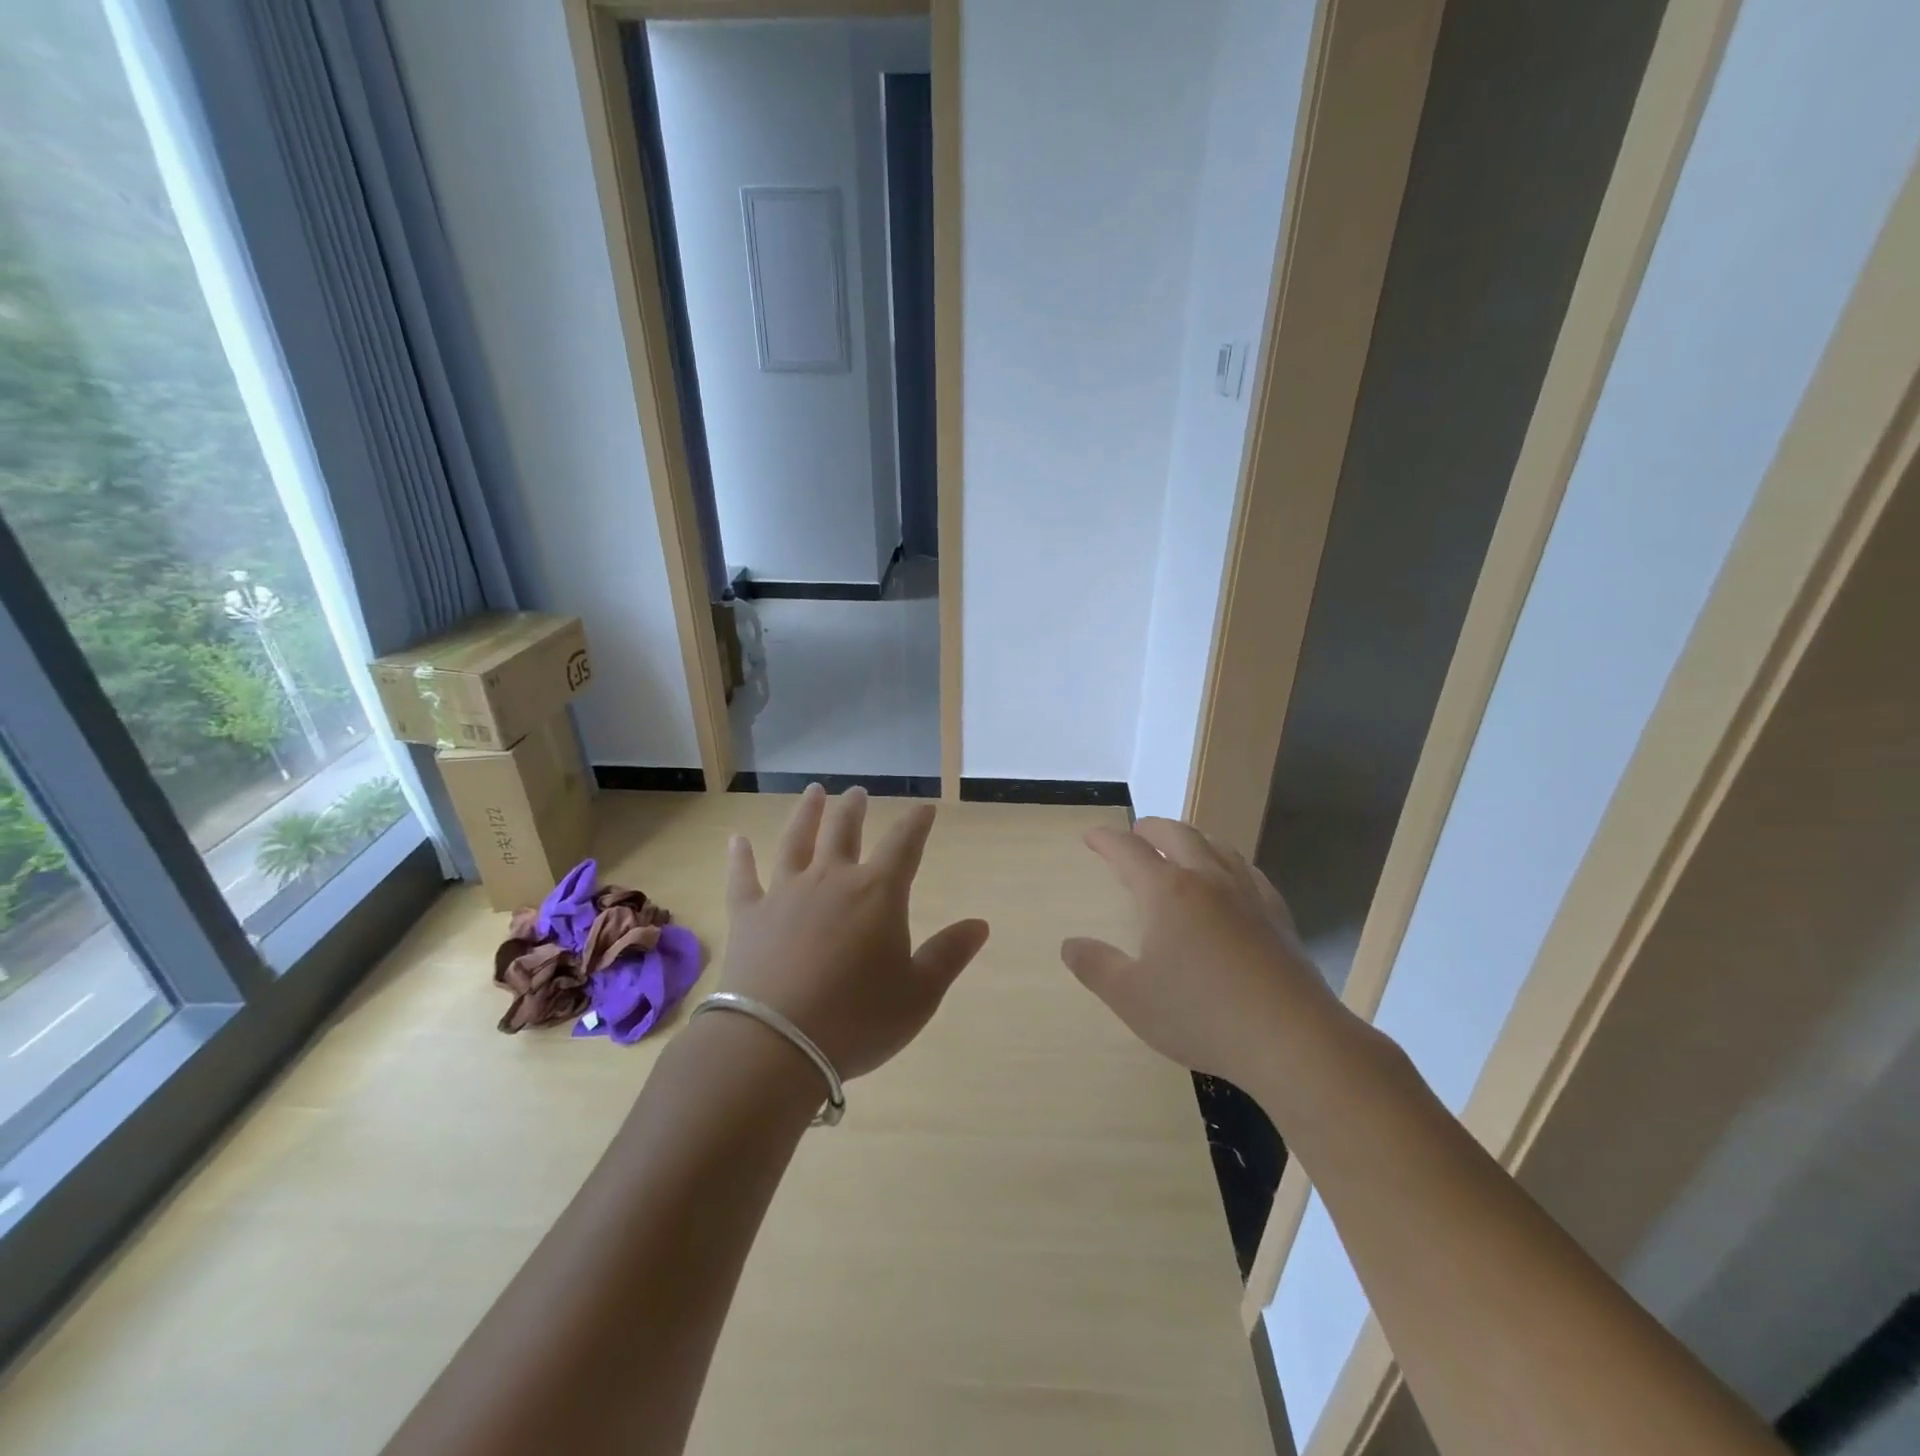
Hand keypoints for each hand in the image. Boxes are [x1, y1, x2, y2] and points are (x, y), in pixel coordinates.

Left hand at [720, 785, 989, 1080]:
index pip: (904, 845)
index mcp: (877, 893)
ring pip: (796, 840)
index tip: (924, 808)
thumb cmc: (858, 1019)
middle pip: (843, 831)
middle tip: (856, 792)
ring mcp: (785, 893)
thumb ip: (949, 954)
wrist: (776, 1043)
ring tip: (813, 792)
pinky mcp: (748, 915)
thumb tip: (980, 924)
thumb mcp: (919, 994)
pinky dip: (740, 857)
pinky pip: (743, 877)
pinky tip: (736, 840)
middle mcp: (831, 879)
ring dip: (806, 814)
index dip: (916, 824)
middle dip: (853, 808)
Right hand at [1061, 817, 1343, 1094]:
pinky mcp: (1277, 915)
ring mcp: (1247, 894)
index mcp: (1167, 892)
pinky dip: (1228, 862)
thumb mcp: (1131, 997)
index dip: (1105, 840)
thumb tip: (1070, 944)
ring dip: (1191, 838)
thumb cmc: (1200, 1015)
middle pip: (1177, 834)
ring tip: (1181, 846)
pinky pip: (1248, 871)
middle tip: (1135, 833)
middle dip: (1150, 828)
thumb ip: (1096, 966)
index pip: (1128, 850)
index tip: (1090, 836)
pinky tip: (1231, 879)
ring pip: (1217, 845)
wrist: (1290, 1039)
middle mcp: (1207, 879)